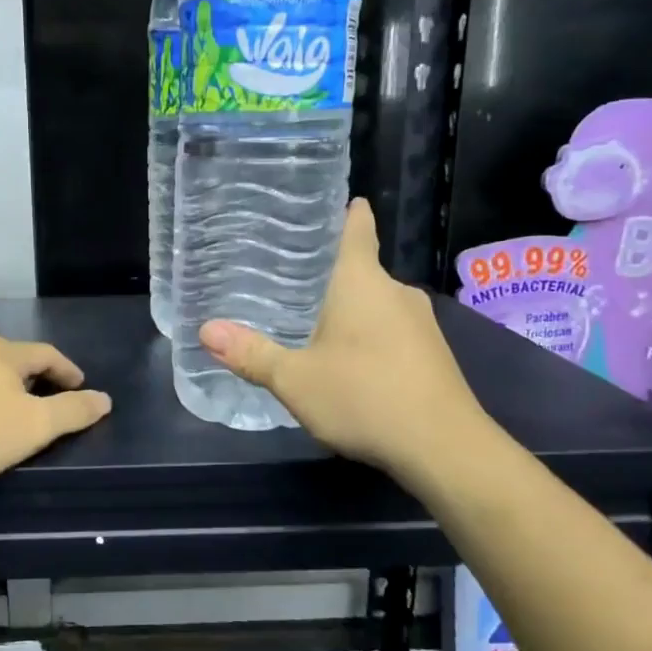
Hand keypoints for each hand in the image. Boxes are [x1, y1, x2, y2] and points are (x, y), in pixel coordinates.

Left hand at [0, 335, 111, 492]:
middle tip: (44, 395)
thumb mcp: (32, 428)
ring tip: (4, 402)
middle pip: (10, 355)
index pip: (46, 354)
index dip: (67, 370)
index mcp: (3, 353)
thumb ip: (72, 412)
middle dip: (31, 374)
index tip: (80, 385)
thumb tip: (104, 398)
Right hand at [198, 198, 485, 478]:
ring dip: (350, 310)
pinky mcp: (433, 354)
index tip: (329, 203)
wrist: (445, 447)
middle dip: (330, 274)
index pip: (357, 227)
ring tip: (313, 322)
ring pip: (377, 303)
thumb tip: (206, 330)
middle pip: (361, 269)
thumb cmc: (364, 397)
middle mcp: (396, 292)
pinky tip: (350, 363)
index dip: (345, 211)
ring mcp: (422, 323)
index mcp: (362, 281)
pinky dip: (370, 336)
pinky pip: (392, 331)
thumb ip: (251, 354)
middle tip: (290, 280)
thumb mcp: (295, 379)